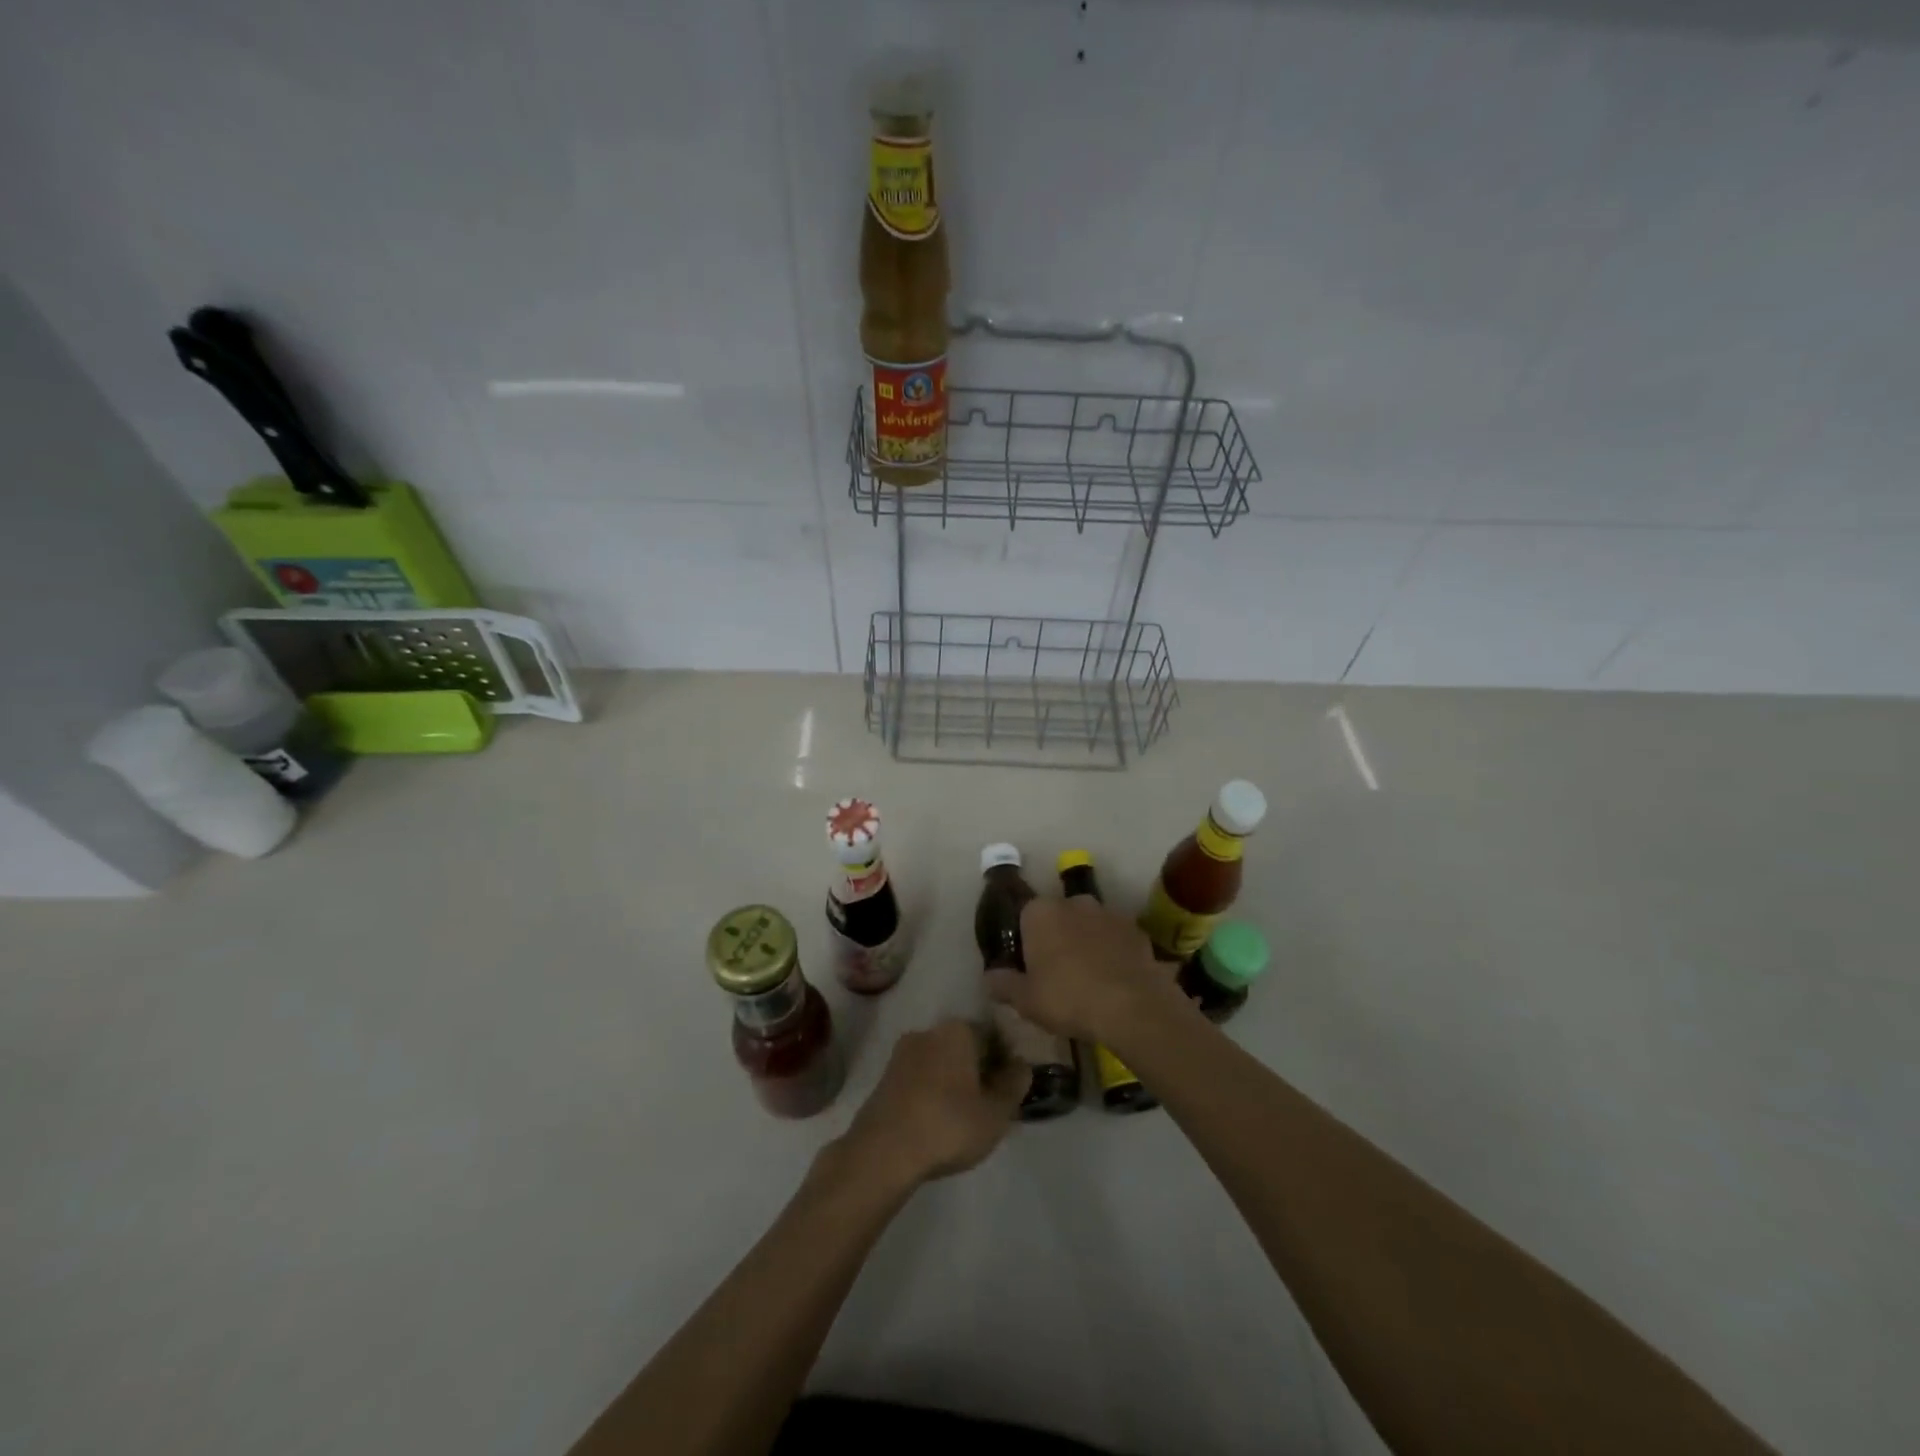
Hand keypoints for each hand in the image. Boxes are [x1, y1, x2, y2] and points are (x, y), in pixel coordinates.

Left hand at [832, 1019, 1026, 1193]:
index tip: (1009, 1088)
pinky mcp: (884, 1077)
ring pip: (939, 1062)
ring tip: (962, 1116)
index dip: (1004, 1060)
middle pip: (963, 1046)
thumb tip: (1021, 1065)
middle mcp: (928, 1031)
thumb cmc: (948, 1125)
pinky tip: (936, 1120)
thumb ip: (1014, 1085)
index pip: (991, 1034)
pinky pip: (919, 1078)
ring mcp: (902, 1053)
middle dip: (977, 1069)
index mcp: (958, 1030)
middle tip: (988, 1104)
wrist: (883, 1152)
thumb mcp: (996, 1112)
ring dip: (952, 1081)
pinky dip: (931, 1092)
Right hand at [988, 895, 1184, 1047]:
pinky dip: (1113, 952)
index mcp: (1041, 912)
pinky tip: (1114, 980)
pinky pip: (1116, 938)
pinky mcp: (1136, 930)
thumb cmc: (1067, 998)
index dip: (1026, 941)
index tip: (1029, 967)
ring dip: (1087, 942)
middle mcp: (1074, 902)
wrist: (1132, 1007)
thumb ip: (1003, 984)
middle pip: (1059, 917)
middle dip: (1057, 938)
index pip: (1025, 916)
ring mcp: (1109, 913)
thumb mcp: (1025, 1000)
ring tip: (1090, 979)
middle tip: (1058, 973)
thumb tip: (989, 976)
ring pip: (1089, 925)